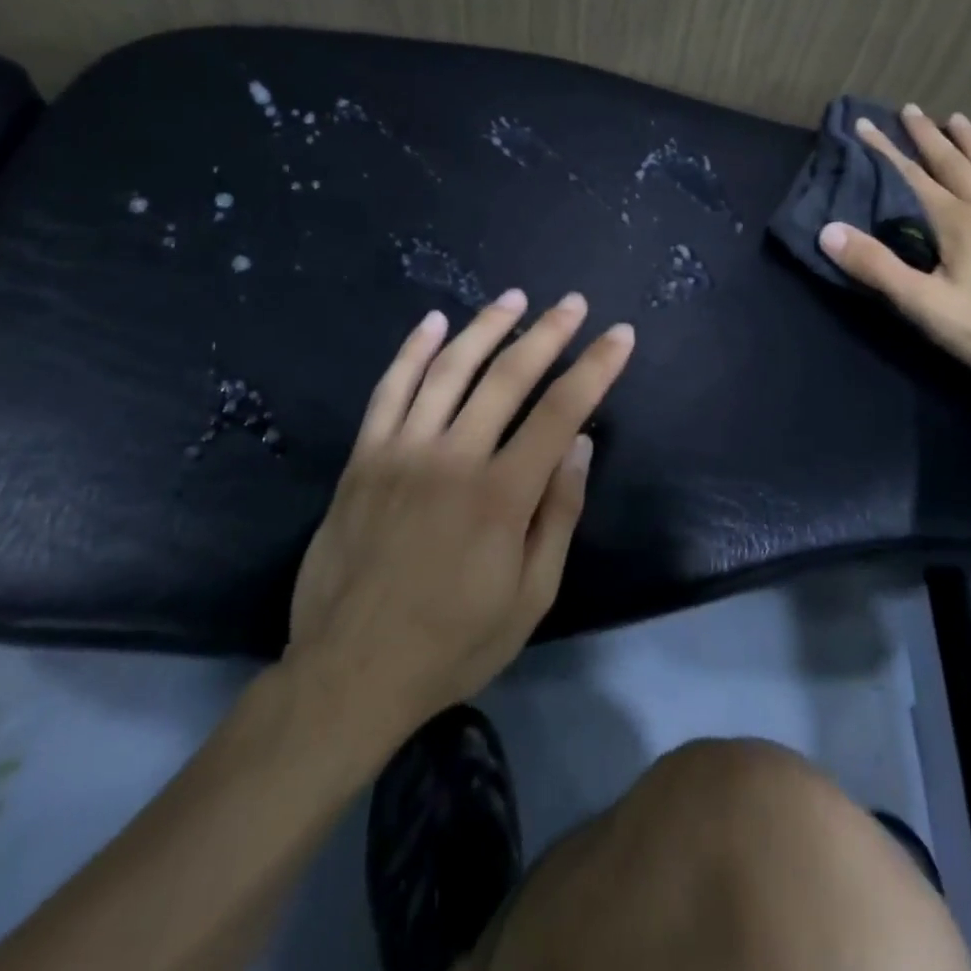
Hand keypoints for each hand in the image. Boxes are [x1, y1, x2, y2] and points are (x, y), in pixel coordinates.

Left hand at [287, 291, 634, 742]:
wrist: (350, 672)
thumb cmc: (453, 642)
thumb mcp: (530, 596)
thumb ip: (558, 514)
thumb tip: (579, 444)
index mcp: (501, 495)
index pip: (560, 410)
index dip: (596, 367)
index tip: (620, 335)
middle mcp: (452, 457)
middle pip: (507, 376)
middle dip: (548, 333)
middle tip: (574, 303)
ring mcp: (401, 451)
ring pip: (448, 369)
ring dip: (485, 326)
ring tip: (514, 298)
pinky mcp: (363, 457)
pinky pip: (389, 389)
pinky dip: (412, 350)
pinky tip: (433, 321)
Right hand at [818, 106, 970, 381]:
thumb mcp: (922, 304)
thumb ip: (876, 266)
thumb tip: (828, 231)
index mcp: (957, 222)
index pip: (913, 177)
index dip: (886, 150)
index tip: (866, 124)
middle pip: (954, 164)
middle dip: (928, 136)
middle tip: (911, 109)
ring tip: (958, 118)